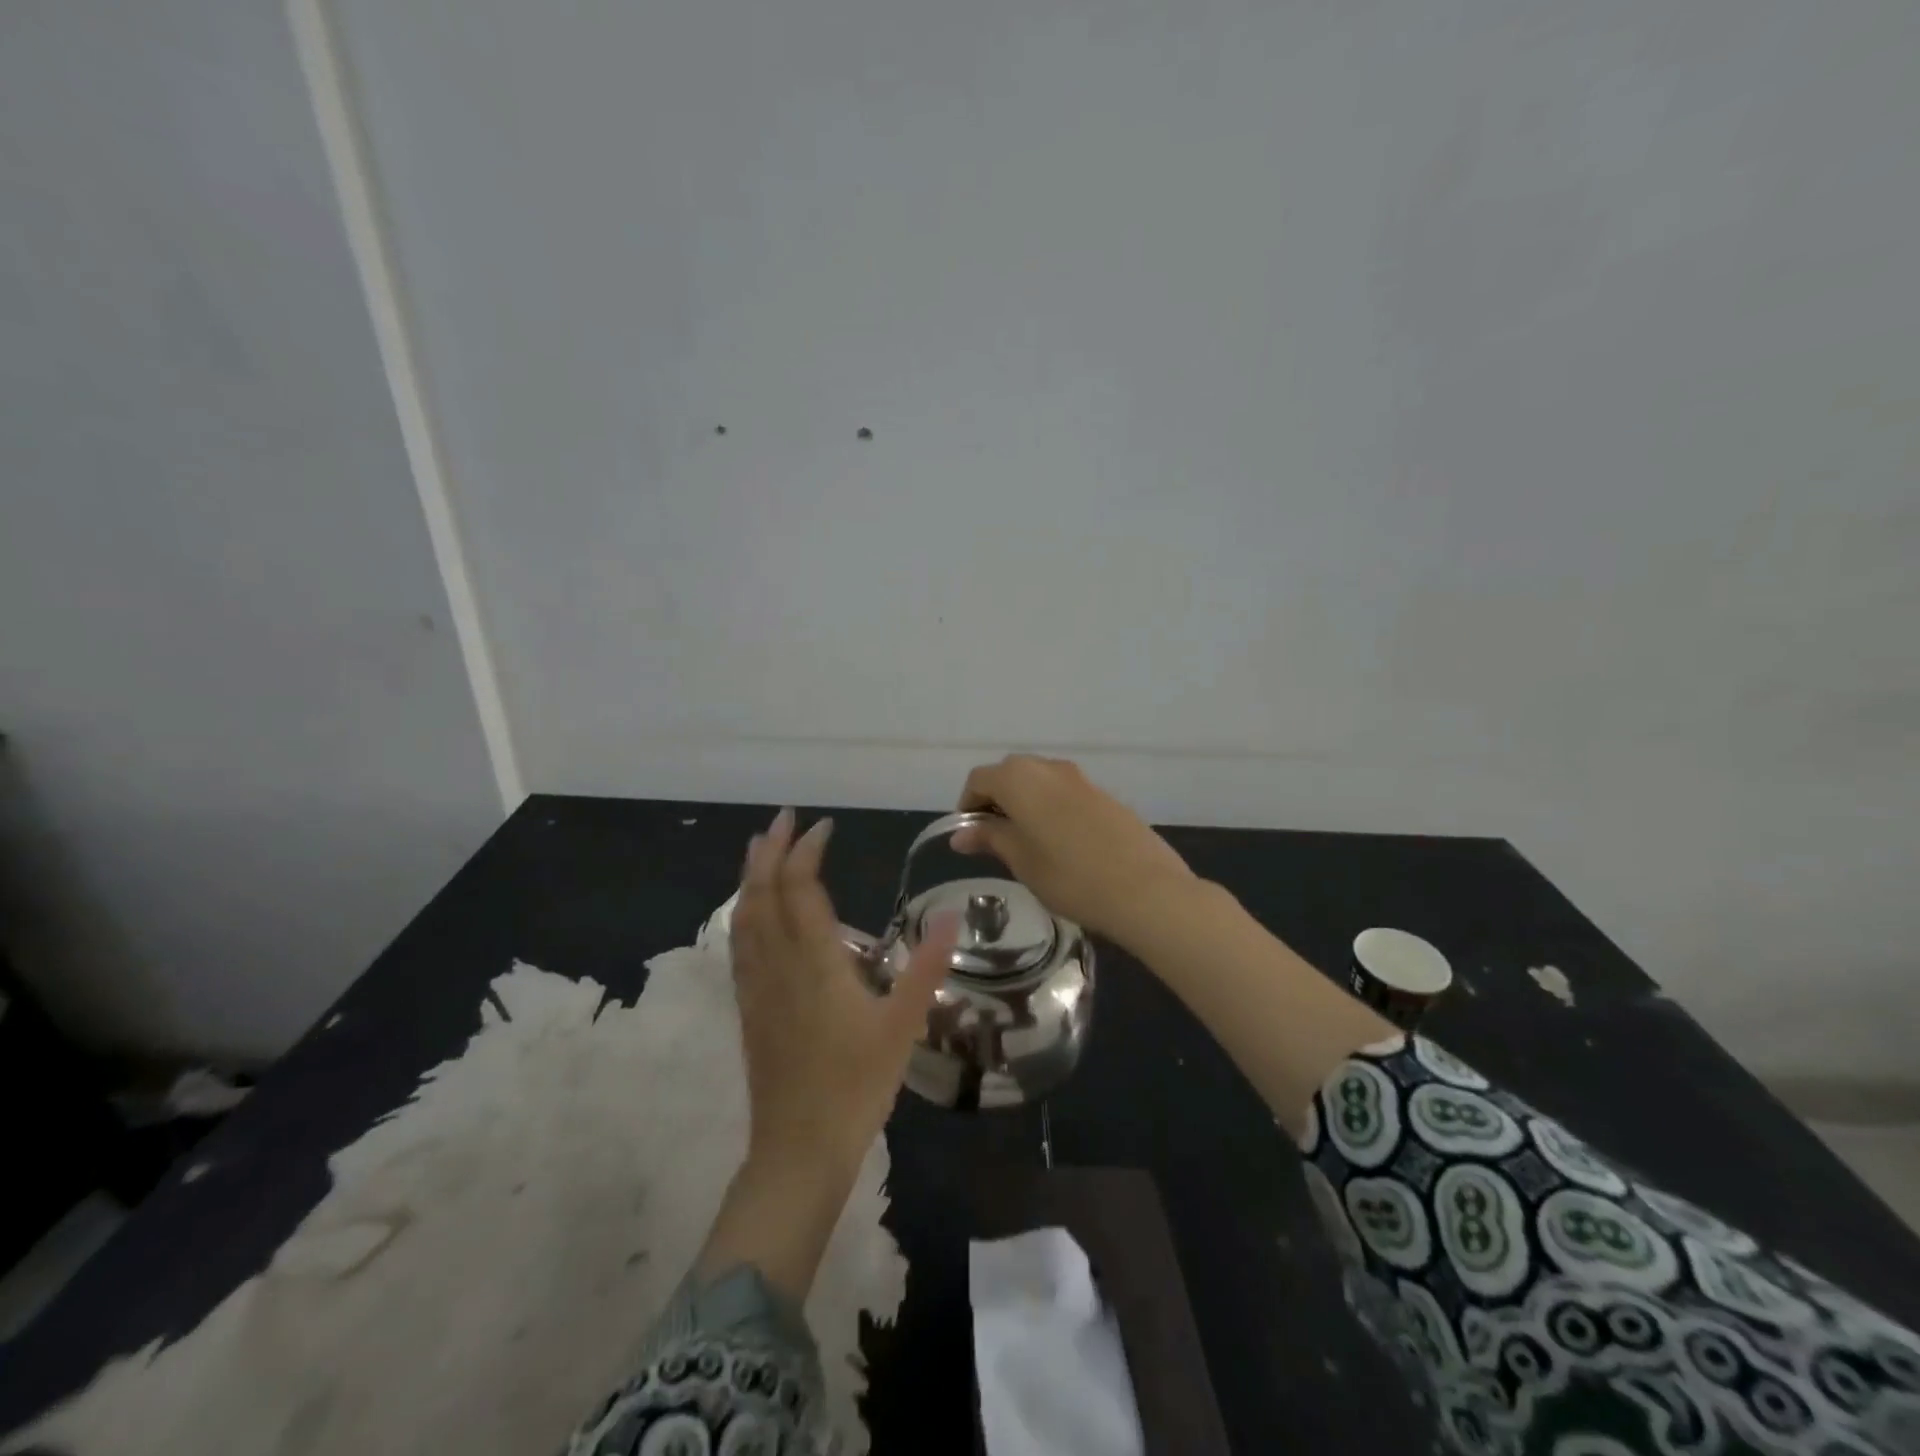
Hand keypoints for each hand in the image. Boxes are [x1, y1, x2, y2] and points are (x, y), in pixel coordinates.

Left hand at [732, 808, 957, 1180]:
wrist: (798, 1150)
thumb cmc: (856, 1086)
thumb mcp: (903, 1026)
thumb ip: (926, 967)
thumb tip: (953, 915)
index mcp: (815, 963)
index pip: (801, 889)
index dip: (806, 852)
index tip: (823, 826)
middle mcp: (778, 965)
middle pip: (763, 894)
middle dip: (770, 851)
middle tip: (782, 819)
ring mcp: (757, 987)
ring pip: (744, 918)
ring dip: (751, 877)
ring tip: (759, 850)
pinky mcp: (749, 1009)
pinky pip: (739, 946)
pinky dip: (743, 914)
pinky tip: (749, 913)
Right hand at [951, 756, 1194, 943]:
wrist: (1145, 889)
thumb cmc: (1070, 877)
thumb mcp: (1021, 861)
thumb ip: (990, 839)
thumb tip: (961, 834)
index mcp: (1020, 779)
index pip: (979, 779)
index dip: (968, 805)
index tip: (969, 835)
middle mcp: (1048, 768)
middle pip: (1009, 774)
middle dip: (996, 800)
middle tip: (994, 838)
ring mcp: (1080, 778)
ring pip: (1039, 781)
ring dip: (1025, 802)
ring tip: (1027, 843)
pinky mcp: (1103, 794)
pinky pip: (1064, 791)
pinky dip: (1050, 807)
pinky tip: (1060, 843)